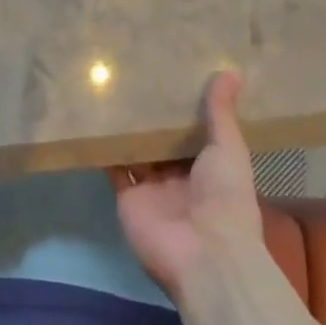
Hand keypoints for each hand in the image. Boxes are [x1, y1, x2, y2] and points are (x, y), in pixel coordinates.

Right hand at [113, 71, 265, 301]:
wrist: (203, 254)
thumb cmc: (226, 198)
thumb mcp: (229, 149)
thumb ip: (221, 114)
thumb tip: (231, 70)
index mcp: (210, 167)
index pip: (194, 133)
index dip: (184, 108)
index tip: (173, 74)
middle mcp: (179, 177)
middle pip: (162, 142)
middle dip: (152, 116)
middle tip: (138, 73)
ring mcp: (151, 188)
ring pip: (136, 152)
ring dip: (127, 129)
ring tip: (112, 90)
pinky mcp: (126, 197)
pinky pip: (113, 169)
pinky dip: (104, 149)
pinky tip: (94, 119)